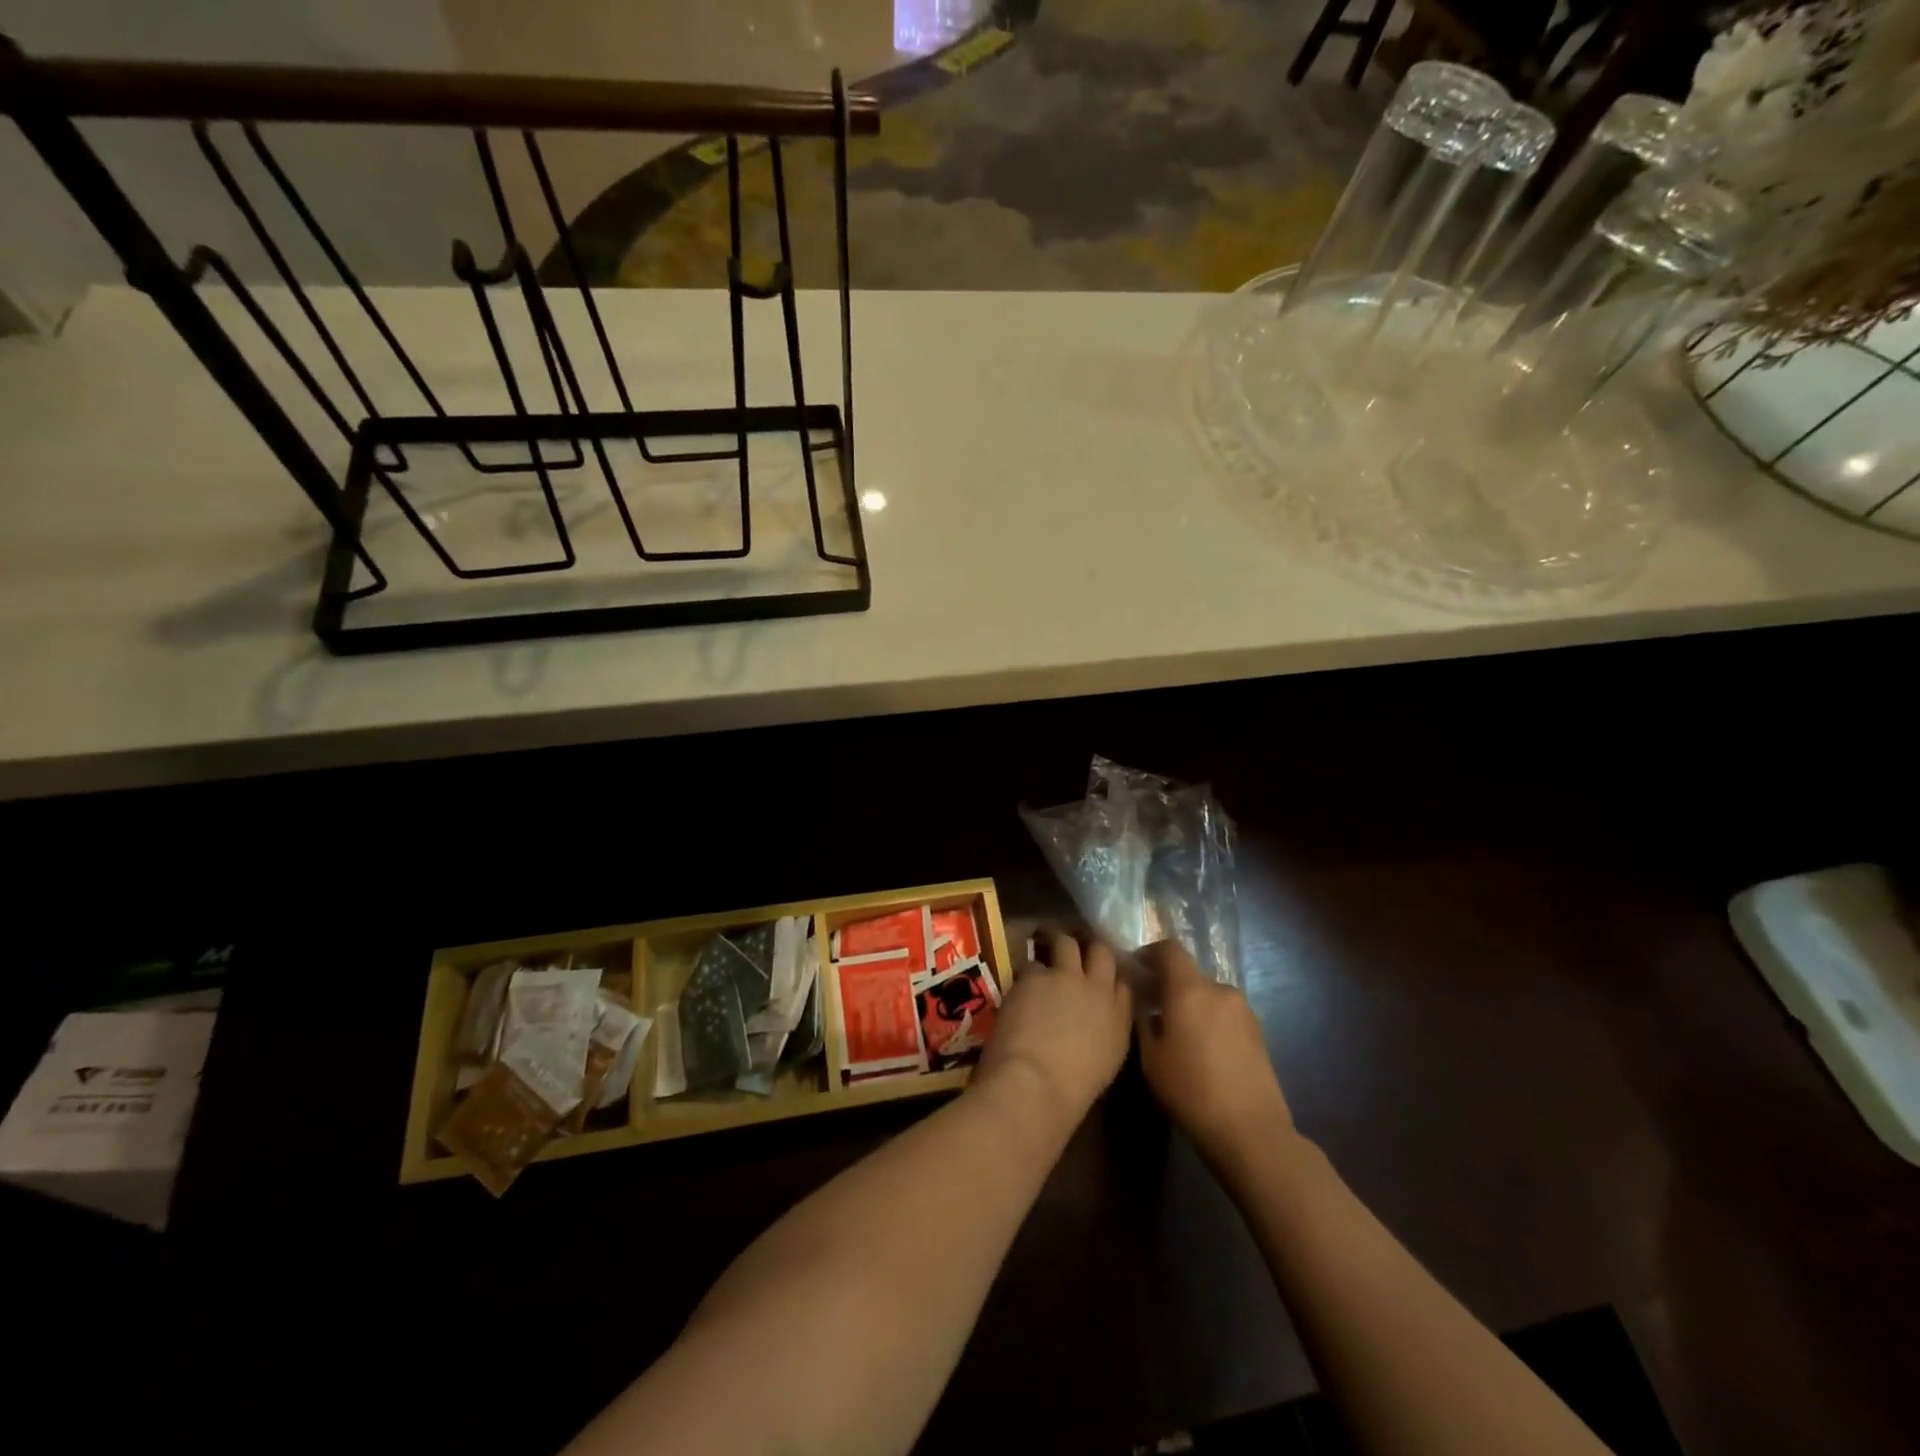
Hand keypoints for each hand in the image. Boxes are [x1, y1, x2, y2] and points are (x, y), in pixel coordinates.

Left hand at [976, 930, 1132, 1132]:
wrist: (1036, 1084)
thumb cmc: (1071, 1091)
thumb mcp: (1104, 1063)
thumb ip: (1104, 1033)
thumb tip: (1092, 1022)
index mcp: (1119, 1020)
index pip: (1125, 983)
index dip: (1112, 975)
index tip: (1103, 974)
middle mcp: (1098, 990)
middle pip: (1101, 952)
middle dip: (1090, 947)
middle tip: (1077, 949)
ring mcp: (1066, 977)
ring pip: (1066, 943)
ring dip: (1058, 942)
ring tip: (1046, 942)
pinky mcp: (1036, 975)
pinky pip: (1032, 962)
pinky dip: (1028, 971)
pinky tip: (1020, 981)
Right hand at [1137, 940, 1292, 1174]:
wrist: (1251, 1131)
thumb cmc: (1191, 1092)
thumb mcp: (1151, 1058)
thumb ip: (1143, 1021)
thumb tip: (1144, 1005)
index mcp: (1190, 990)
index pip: (1169, 950)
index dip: (1150, 953)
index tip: (1137, 970)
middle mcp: (1219, 990)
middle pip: (1189, 974)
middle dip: (1170, 986)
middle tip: (1153, 1009)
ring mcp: (1243, 1010)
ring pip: (1208, 995)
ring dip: (1192, 1005)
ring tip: (1180, 1035)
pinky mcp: (1258, 1031)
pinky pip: (1225, 1013)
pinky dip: (1210, 1020)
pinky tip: (1204, 1051)